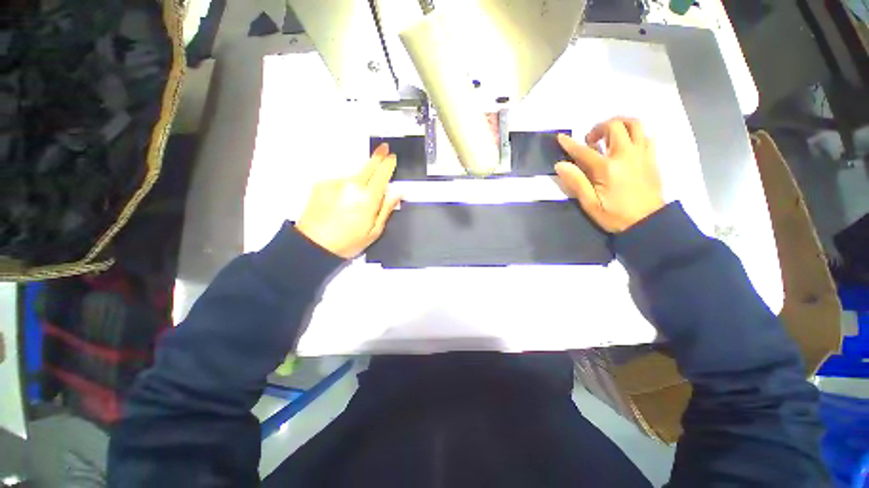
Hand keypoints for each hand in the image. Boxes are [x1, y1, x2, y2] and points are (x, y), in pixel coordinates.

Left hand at [296, 144, 400, 257]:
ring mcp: (335, 183)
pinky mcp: (322, 184)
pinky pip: (340, 180)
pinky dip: (345, 186)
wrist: (313, 245)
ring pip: (354, 174)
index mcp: (368, 198)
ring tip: (356, 199)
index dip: (388, 163)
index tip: (392, 156)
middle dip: (377, 157)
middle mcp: (352, 185)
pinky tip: (341, 201)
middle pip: (368, 166)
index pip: (382, 174)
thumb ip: (387, 208)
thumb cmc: (347, 242)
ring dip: (359, 178)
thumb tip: (397, 193)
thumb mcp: (374, 231)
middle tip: (383, 148)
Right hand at [555, 117, 663, 232]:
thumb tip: (561, 165)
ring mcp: (642, 154)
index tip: (561, 137)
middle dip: (598, 128)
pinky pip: (646, 135)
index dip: (570, 144)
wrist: (649, 222)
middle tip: (590, 141)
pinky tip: (626, 145)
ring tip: (610, 135)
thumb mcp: (590, 203)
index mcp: (607, 167)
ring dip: (620, 124)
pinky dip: (635, 134)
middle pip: (614, 126)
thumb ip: (576, 182)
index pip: (584, 151)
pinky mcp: (652, 158)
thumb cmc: (615, 215)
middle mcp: (626, 154)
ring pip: (635, 124)